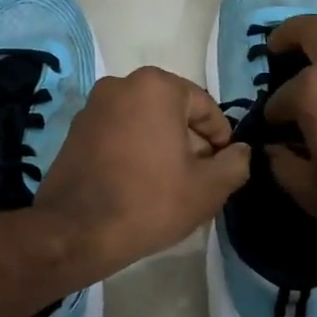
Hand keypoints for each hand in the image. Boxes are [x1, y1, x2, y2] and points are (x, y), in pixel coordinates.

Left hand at [35, 66, 251, 274]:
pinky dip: (135, 150)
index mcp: (156, 87)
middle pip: (173, 111)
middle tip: (199, 178)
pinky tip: (140, 184)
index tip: (223, 167)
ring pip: (144, 122)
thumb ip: (235, 164)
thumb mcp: (207, 188)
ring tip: (170, 185)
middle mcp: (121, 84)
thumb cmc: (149, 202)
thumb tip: (240, 151)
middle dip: (190, 141)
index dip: (221, 139)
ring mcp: (93, 106)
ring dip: (163, 146)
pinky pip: (119, 133)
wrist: (76, 231)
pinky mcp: (75, 131)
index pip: (205, 107)